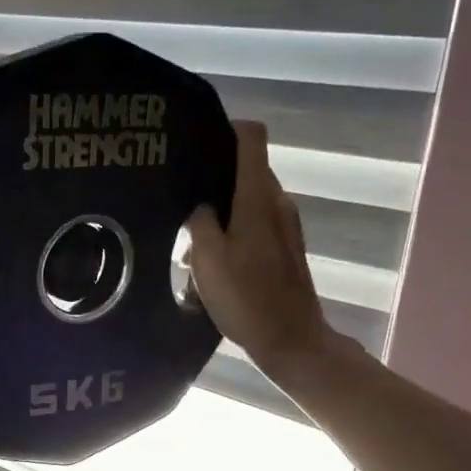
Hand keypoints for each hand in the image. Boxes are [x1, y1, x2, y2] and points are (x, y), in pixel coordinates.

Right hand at [188, 121, 357, 386]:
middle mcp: (277, 202)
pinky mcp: (285, 248)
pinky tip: (211, 262)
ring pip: (246, 202)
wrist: (292, 341)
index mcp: (258, 197)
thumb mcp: (208, 259)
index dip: (225, 129)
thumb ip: (200, 222)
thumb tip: (200, 205)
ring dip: (220, 215)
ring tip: (189, 240)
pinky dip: (232, 233)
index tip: (195, 142)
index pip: (251, 137)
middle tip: (178, 200)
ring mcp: (285, 225)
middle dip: (212, 182)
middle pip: (244, 171)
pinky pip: (254, 225)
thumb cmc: (248, 298)